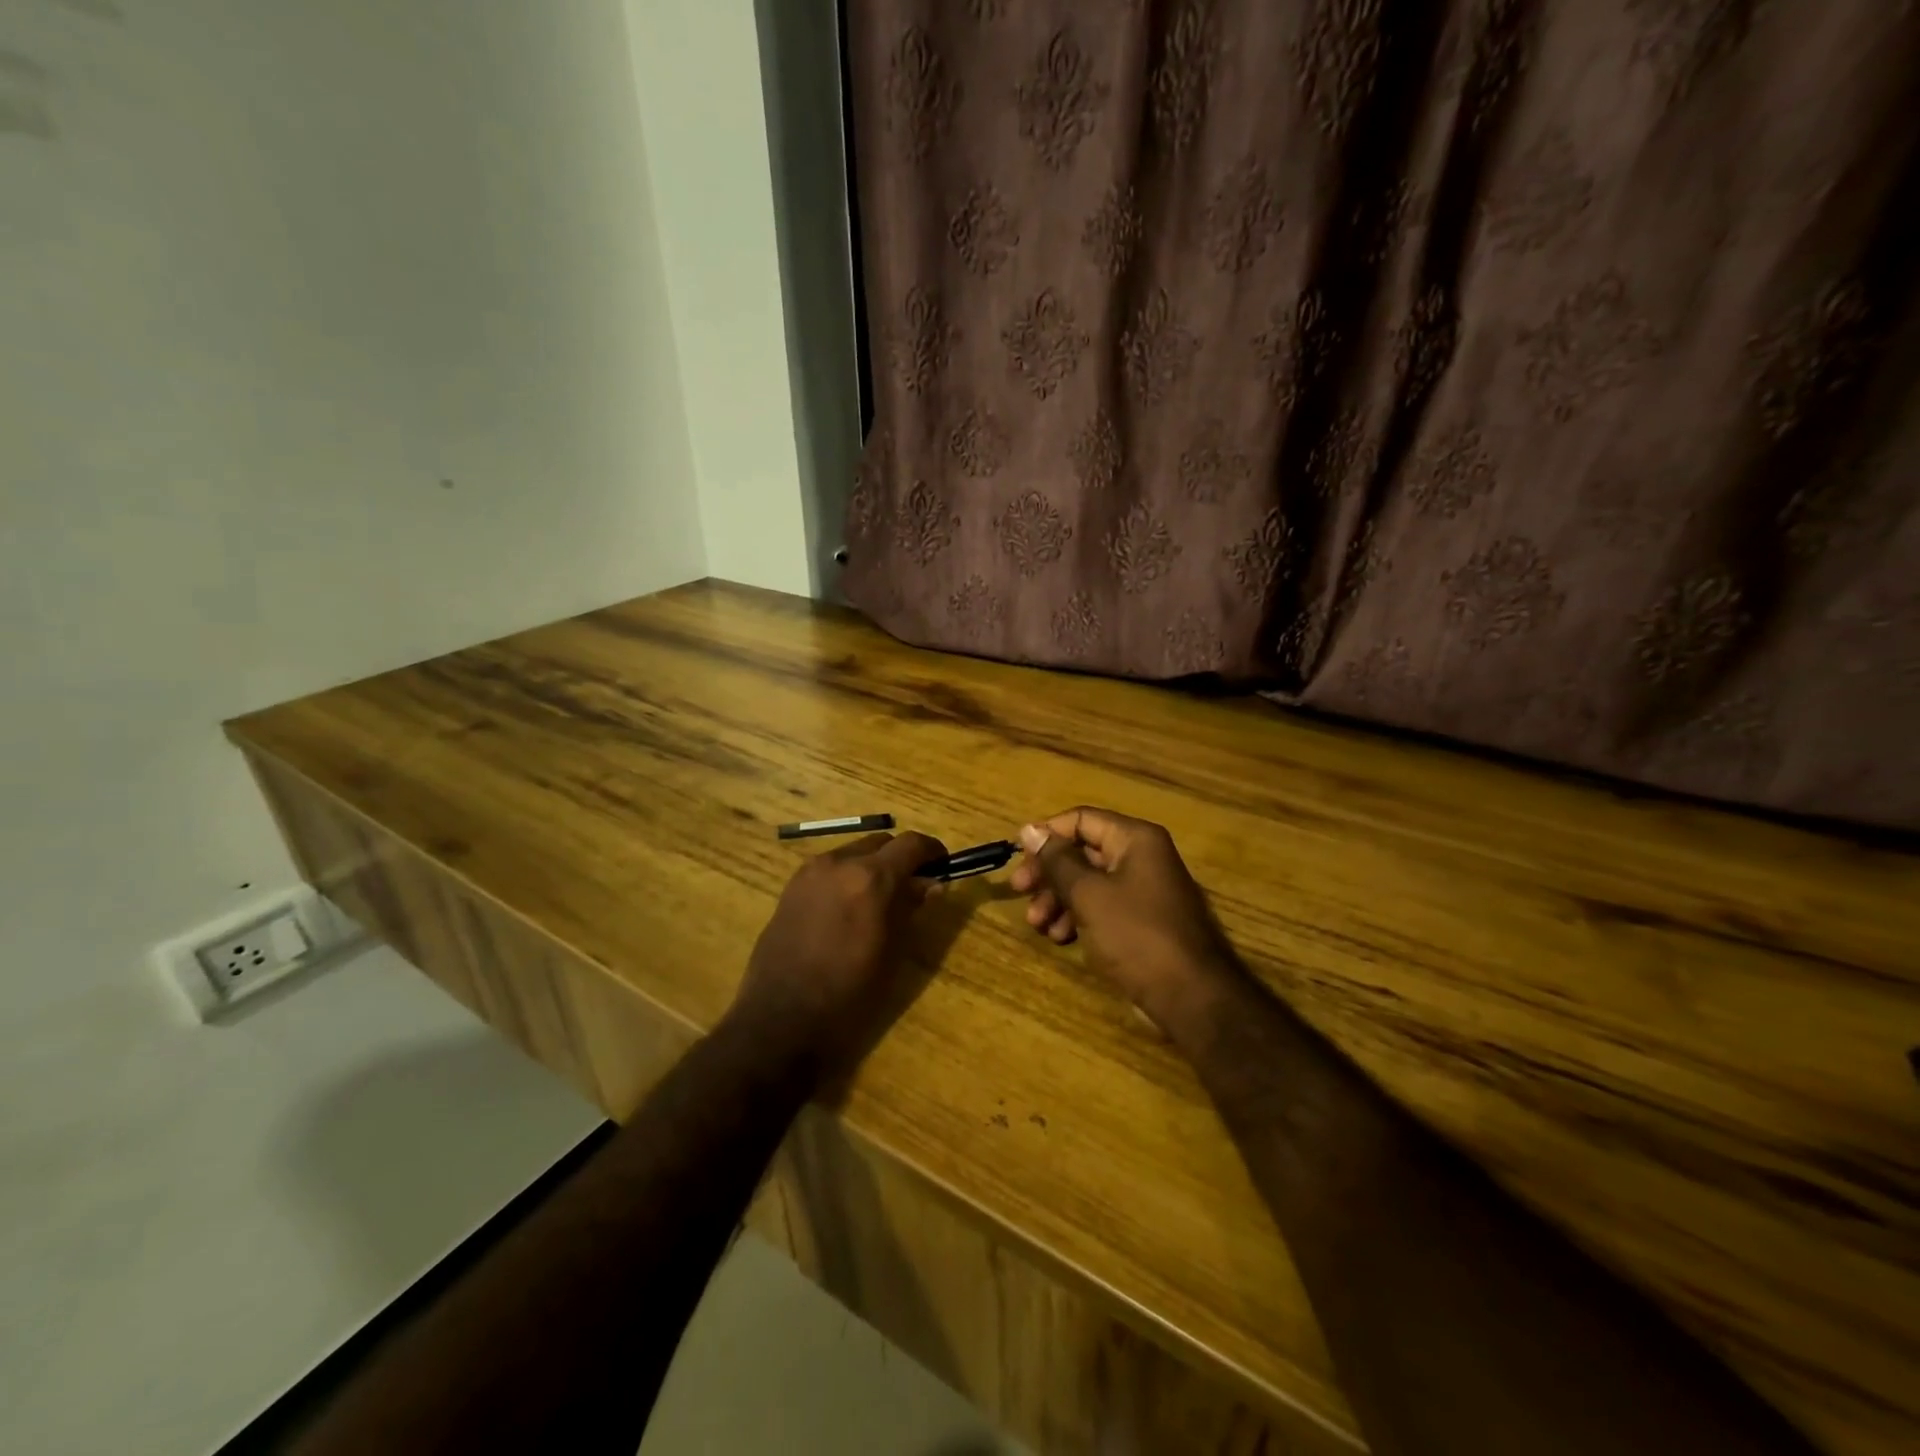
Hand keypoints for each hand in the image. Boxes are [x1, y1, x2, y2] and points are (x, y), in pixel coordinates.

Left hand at [728, 830, 946, 1070]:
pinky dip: (847, 877)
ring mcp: (810, 873)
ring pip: (853, 852)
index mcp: (870, 878)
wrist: (781, 1021)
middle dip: (901, 858)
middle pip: (881, 842)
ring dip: (872, 866)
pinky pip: (829, 870)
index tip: (943, 866)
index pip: (912, 844)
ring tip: (880, 901)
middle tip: (913, 887)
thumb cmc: (849, 995)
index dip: (933, 851)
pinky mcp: (790, 888)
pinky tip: (848, 909)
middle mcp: (839, 863)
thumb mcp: (893, 953)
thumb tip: (932, 885)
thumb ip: (911, 909)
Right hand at [1010, 808, 1244, 1039]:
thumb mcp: (1089, 894)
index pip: (1081, 820)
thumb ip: (1057, 860)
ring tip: (1038, 925)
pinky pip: (1102, 907)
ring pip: (1089, 882)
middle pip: (1082, 852)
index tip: (1018, 858)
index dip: (1047, 835)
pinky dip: (1078, 917)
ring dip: (1058, 899)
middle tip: (1019, 892)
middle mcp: (1141, 857)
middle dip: (1049, 873)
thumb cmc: (1136, 935)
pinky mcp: (1141, 921)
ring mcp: (1143, 890)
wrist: (1191, 997)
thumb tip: (1029, 829)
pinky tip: (1060, 938)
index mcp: (1135, 839)